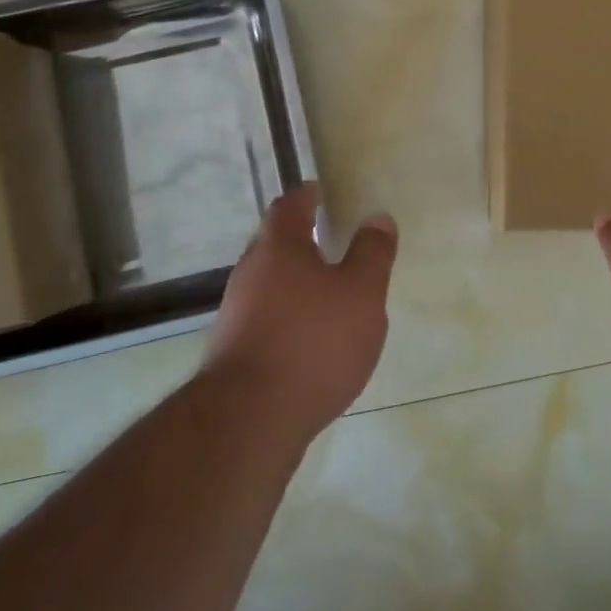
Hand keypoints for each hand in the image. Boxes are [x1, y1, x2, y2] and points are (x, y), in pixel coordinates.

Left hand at [202, 183, 396, 438]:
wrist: (249, 419)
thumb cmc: (313, 341)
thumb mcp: (361, 293)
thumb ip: (372, 254)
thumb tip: (377, 217)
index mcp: (279, 247)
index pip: (289, 206)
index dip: (306, 195)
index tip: (319, 190)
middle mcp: (250, 273)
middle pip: (272, 242)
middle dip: (297, 237)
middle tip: (326, 236)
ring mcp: (235, 313)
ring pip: (266, 282)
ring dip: (292, 279)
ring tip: (323, 289)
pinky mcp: (233, 352)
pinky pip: (263, 316)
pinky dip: (285, 314)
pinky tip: (307, 336)